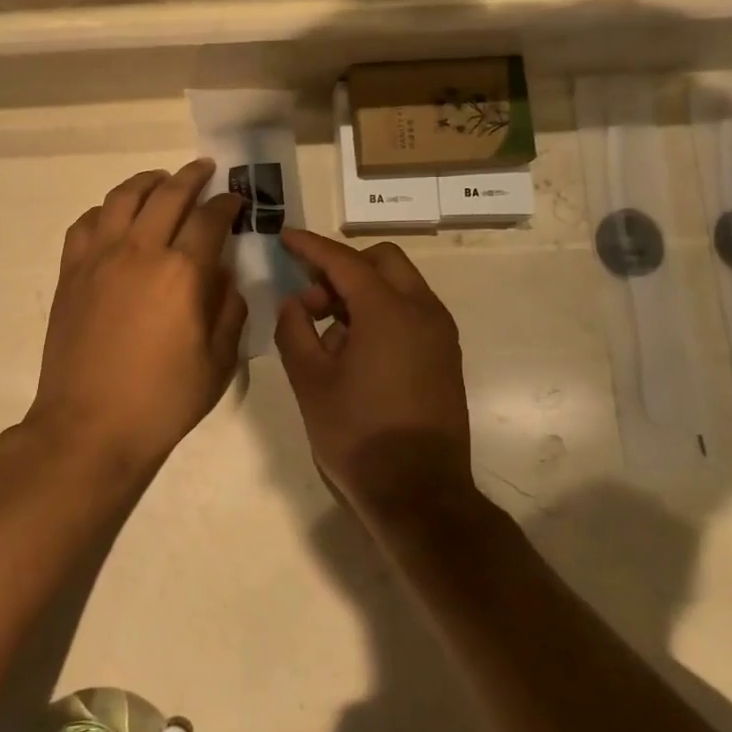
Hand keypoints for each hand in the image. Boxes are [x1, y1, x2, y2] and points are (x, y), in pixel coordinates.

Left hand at [26, 160, 245, 475]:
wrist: (89, 425)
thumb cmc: (162, 401)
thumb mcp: (218, 363)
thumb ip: (229, 310)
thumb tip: (226, 277)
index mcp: (183, 273)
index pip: (210, 219)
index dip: (227, 204)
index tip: (235, 201)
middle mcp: (140, 251)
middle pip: (168, 194)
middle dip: (192, 176)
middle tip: (205, 170)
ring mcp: (99, 257)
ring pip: (123, 197)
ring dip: (147, 181)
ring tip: (161, 181)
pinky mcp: (71, 271)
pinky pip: (87, 222)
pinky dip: (107, 209)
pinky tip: (116, 217)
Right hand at [275, 229, 475, 521]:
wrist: (419, 493)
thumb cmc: (357, 434)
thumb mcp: (310, 381)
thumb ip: (294, 331)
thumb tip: (294, 304)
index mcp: (388, 310)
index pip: (344, 260)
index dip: (311, 246)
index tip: (286, 237)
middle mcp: (422, 310)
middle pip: (382, 261)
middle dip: (343, 266)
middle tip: (311, 298)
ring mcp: (440, 333)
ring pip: (399, 285)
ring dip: (362, 290)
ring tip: (328, 332)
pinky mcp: (445, 355)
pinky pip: (411, 311)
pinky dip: (381, 311)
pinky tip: (355, 349)